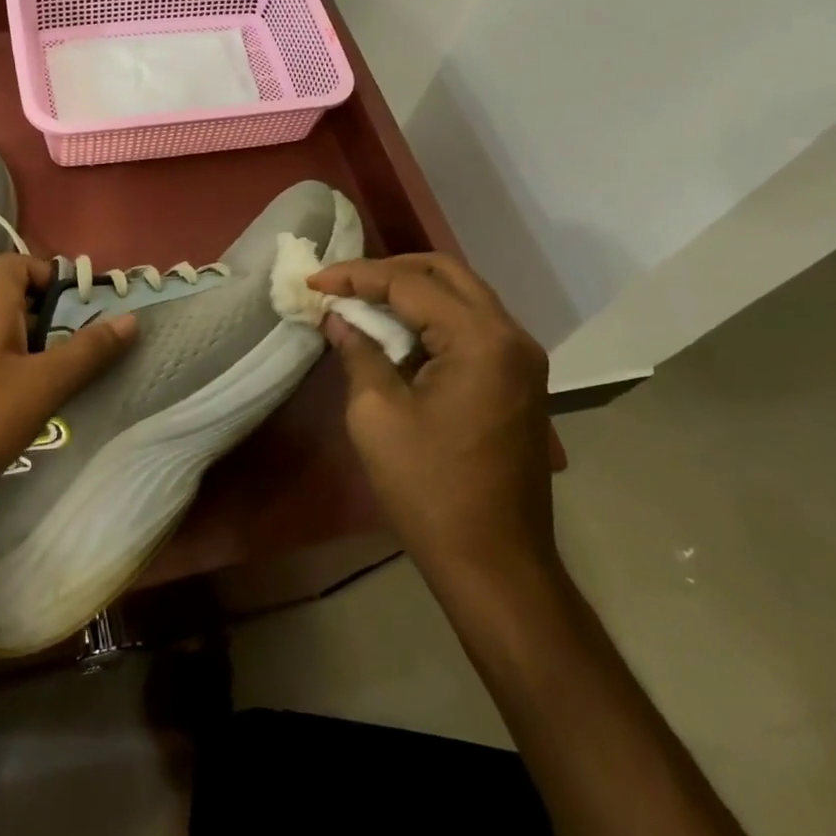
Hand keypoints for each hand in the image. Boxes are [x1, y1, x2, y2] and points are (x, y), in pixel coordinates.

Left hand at [0, 254, 136, 505]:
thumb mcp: (39, 387)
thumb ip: (86, 352)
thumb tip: (129, 319)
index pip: (21, 262)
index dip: (54, 276)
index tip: (83, 309)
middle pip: (11, 296)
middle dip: (49, 318)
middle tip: (76, 352)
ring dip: (27, 346)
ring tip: (51, 382)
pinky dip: (1, 366)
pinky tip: (11, 405)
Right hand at [309, 254, 561, 593]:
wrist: (495, 564)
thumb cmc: (429, 489)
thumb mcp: (377, 415)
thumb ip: (359, 352)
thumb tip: (338, 318)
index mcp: (481, 340)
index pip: (411, 284)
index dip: (357, 276)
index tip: (315, 282)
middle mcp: (511, 336)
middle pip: (446, 273)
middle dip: (388, 271)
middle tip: (343, 284)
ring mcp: (521, 358)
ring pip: (462, 296)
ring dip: (411, 291)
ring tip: (362, 302)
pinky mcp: (517, 380)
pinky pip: (472, 326)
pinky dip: (432, 318)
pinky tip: (396, 333)